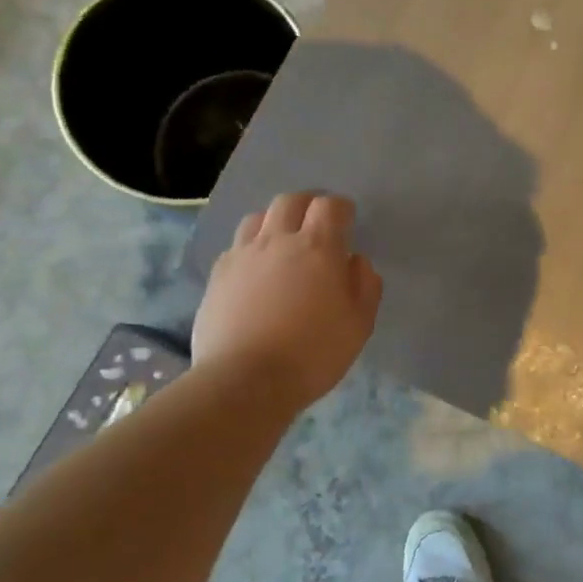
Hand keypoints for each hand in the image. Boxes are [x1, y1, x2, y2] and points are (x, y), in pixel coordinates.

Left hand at [191, 192, 382, 408]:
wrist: (245, 380)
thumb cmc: (314, 352)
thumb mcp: (360, 323)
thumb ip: (365, 284)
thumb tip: (355, 260)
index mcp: (317, 247)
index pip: (329, 206)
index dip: (341, 208)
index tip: (347, 221)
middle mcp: (277, 240)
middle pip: (290, 201)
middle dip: (307, 205)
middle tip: (317, 224)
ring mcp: (242, 256)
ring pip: (257, 218)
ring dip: (275, 223)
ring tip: (283, 244)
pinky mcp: (217, 276)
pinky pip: (236, 247)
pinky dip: (251, 249)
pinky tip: (256, 273)